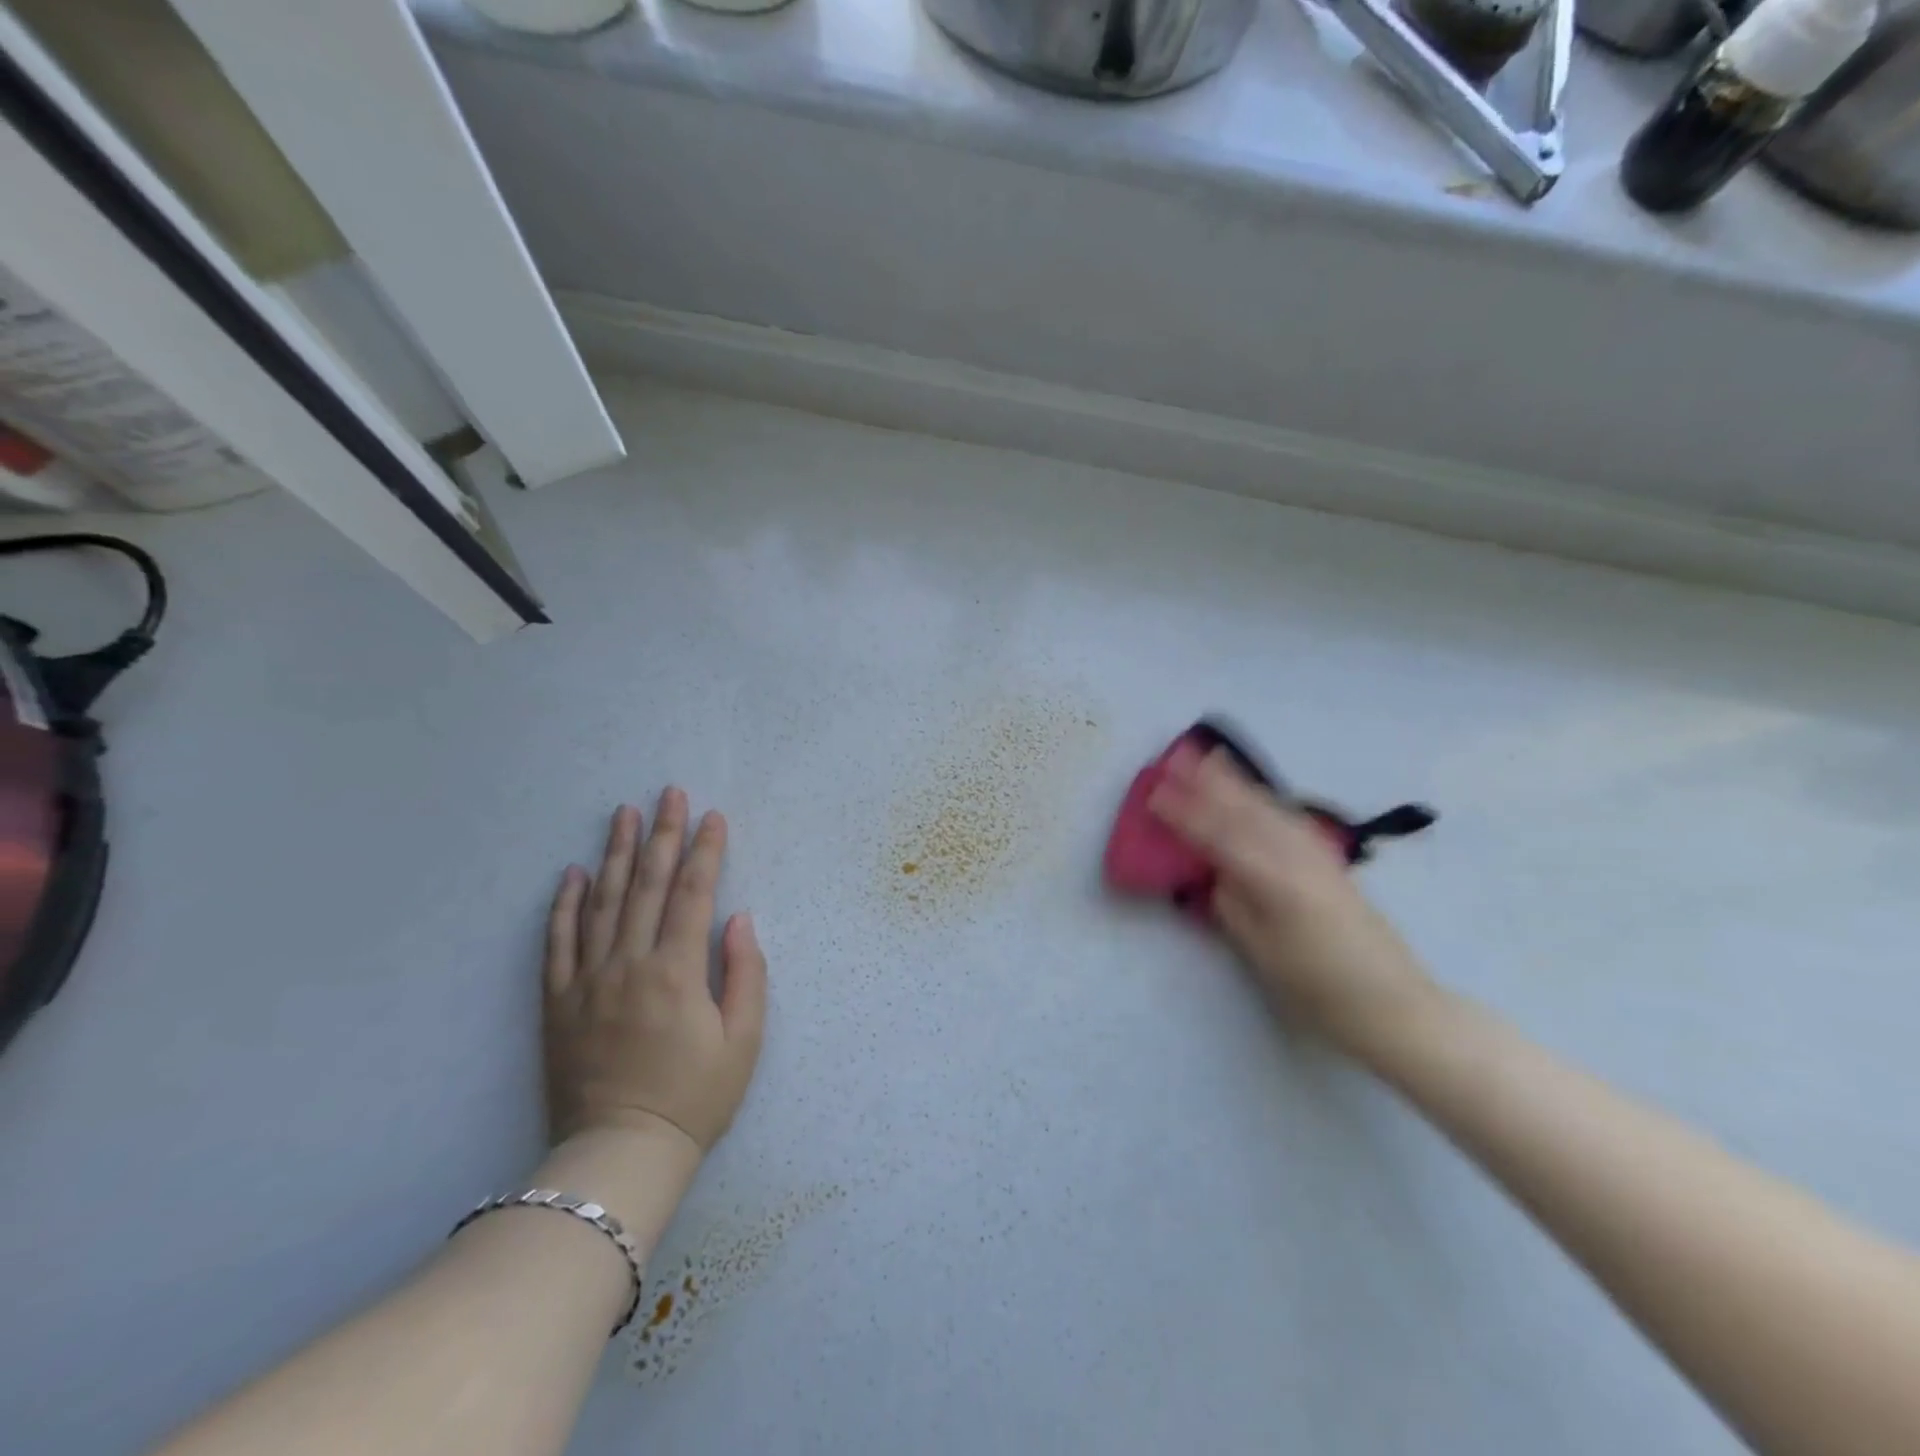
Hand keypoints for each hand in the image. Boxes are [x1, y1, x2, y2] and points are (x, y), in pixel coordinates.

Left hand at [543, 790, 766, 1158]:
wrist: (621, 1153)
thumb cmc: (695, 1097)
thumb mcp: (744, 1040)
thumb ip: (745, 973)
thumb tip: (737, 919)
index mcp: (677, 971)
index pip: (693, 893)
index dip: (705, 850)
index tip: (712, 815)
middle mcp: (629, 963)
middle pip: (646, 884)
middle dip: (661, 834)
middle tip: (668, 793)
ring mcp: (588, 981)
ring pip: (601, 902)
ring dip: (614, 853)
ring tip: (622, 813)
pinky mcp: (558, 1002)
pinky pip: (557, 943)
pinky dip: (563, 904)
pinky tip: (570, 873)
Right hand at [1148, 746, 1435, 1054]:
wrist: (1395, 1004)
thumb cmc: (1319, 990)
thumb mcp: (1262, 953)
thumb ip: (1234, 906)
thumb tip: (1217, 874)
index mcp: (1273, 881)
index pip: (1218, 837)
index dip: (1185, 814)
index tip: (1155, 793)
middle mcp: (1295, 857)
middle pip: (1245, 811)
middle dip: (1209, 782)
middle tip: (1179, 757)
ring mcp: (1317, 855)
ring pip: (1269, 808)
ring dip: (1238, 782)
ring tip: (1214, 757)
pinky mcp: (1330, 861)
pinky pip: (1289, 818)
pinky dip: (1266, 799)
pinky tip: (1257, 794)